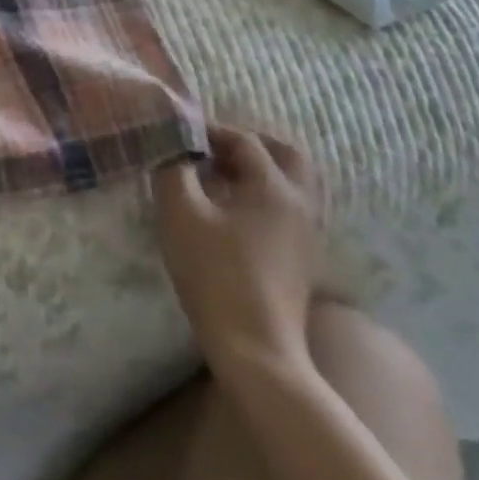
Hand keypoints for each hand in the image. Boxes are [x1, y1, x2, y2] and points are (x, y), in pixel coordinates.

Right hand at [153, 128, 325, 368]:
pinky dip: (262, 196)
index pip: (244, 139)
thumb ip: (172, 167)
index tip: (177, 136)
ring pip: (290, 183)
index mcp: (275, 186)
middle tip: (210, 149)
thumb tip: (171, 143)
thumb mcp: (179, 212)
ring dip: (256, 171)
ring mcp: (307, 234)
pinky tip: (230, 213)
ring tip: (217, 179)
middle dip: (247, 144)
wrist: (255, 349)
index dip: (209, 130)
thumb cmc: (214, 273)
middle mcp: (301, 203)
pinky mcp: (302, 259)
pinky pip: (287, 209)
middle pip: (284, 154)